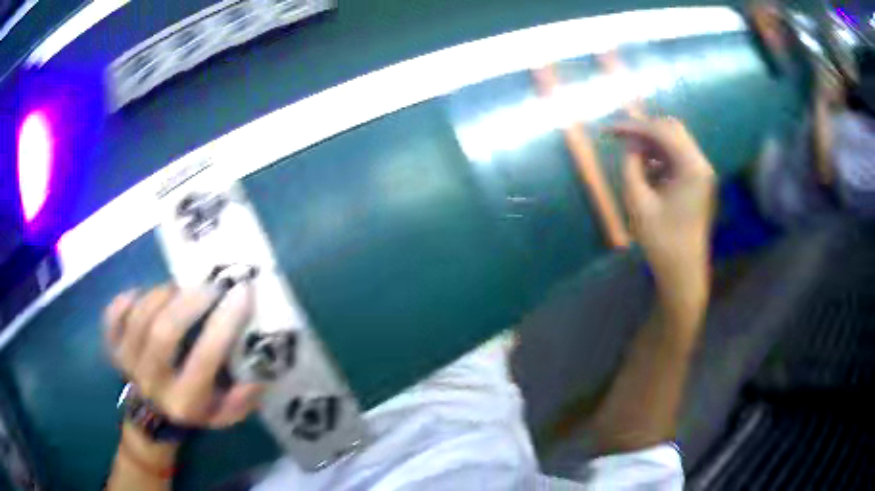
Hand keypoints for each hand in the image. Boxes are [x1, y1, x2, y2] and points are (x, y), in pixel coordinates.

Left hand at [104, 283, 262, 428]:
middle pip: (165, 331)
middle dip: (190, 300)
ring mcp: (127, 362)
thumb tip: (259, 372)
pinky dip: (127, 298)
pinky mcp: (112, 347)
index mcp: (184, 400)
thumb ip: (241, 399)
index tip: (242, 292)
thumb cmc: (192, 412)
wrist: (151, 422)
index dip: (224, 322)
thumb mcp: (223, 417)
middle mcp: (152, 381)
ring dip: (163, 294)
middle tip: (210, 285)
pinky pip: (113, 314)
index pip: (205, 357)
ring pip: (140, 316)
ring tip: (180, 289)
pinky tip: (143, 295)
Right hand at [608, 118, 714, 318]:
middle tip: (620, 140)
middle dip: (644, 131)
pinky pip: (678, 157)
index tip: (608, 130)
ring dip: (652, 144)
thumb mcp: (639, 201)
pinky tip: (646, 172)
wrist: (682, 272)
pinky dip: (660, 157)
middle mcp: (701, 164)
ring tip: (631, 158)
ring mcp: (701, 173)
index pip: (661, 132)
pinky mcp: (698, 182)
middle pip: (672, 129)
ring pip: (675, 142)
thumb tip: (630, 144)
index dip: (633, 127)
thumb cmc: (661, 240)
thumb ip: (631, 166)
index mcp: (692, 167)